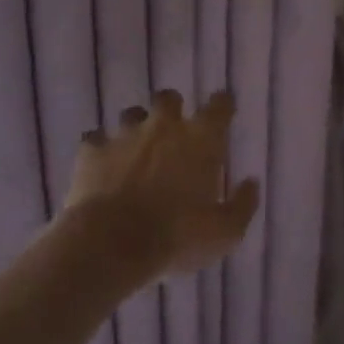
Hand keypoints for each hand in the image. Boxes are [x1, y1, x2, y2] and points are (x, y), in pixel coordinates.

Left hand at [65, 90, 259, 283]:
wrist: (112, 245)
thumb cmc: (178, 237)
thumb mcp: (225, 232)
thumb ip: (243, 204)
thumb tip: (251, 183)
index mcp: (201, 139)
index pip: (220, 105)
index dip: (223, 104)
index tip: (223, 111)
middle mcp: (164, 126)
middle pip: (169, 98)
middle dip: (172, 110)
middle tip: (172, 133)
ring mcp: (125, 135)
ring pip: (131, 115)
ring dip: (135, 129)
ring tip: (134, 151)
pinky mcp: (92, 151)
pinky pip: (95, 140)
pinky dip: (99, 150)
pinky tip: (100, 167)